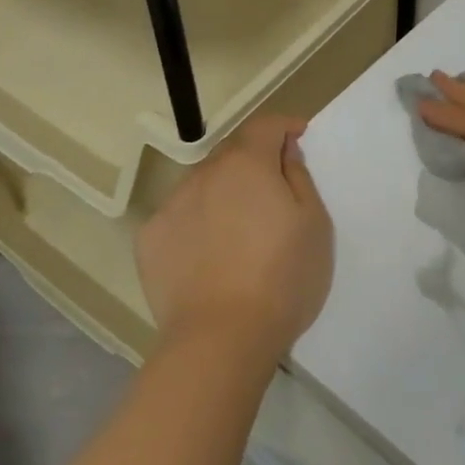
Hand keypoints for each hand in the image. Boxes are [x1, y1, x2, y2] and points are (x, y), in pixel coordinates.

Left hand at [137, 115, 334, 365]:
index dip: (284, 127)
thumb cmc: (281, 279)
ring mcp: (172, 205)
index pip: (265, 125)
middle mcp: (204, 173)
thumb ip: (299, 177)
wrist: (220, 339)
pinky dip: (196, 225)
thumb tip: (283, 152)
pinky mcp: (150, 239)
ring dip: (223, 195)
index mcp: (247, 164)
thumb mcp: (314, 225)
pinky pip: (180, 218)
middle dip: (254, 164)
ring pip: (203, 186)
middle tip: (274, 197)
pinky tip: (207, 258)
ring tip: (238, 235)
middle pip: (233, 155)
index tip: (299, 138)